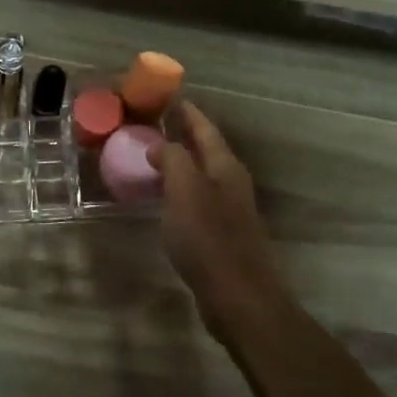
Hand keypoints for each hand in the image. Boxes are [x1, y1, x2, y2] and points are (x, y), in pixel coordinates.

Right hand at [150, 101, 288, 342]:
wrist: (239, 297)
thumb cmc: (210, 240)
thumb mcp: (185, 192)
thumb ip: (173, 161)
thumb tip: (160, 144)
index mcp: (225, 169)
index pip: (206, 130)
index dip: (189, 114)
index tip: (172, 98)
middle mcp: (232, 185)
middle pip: (208, 151)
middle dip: (186, 135)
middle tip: (157, 124)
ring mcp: (230, 212)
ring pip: (203, 176)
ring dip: (183, 164)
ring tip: (156, 157)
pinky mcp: (222, 236)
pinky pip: (198, 201)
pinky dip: (181, 191)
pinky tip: (166, 200)